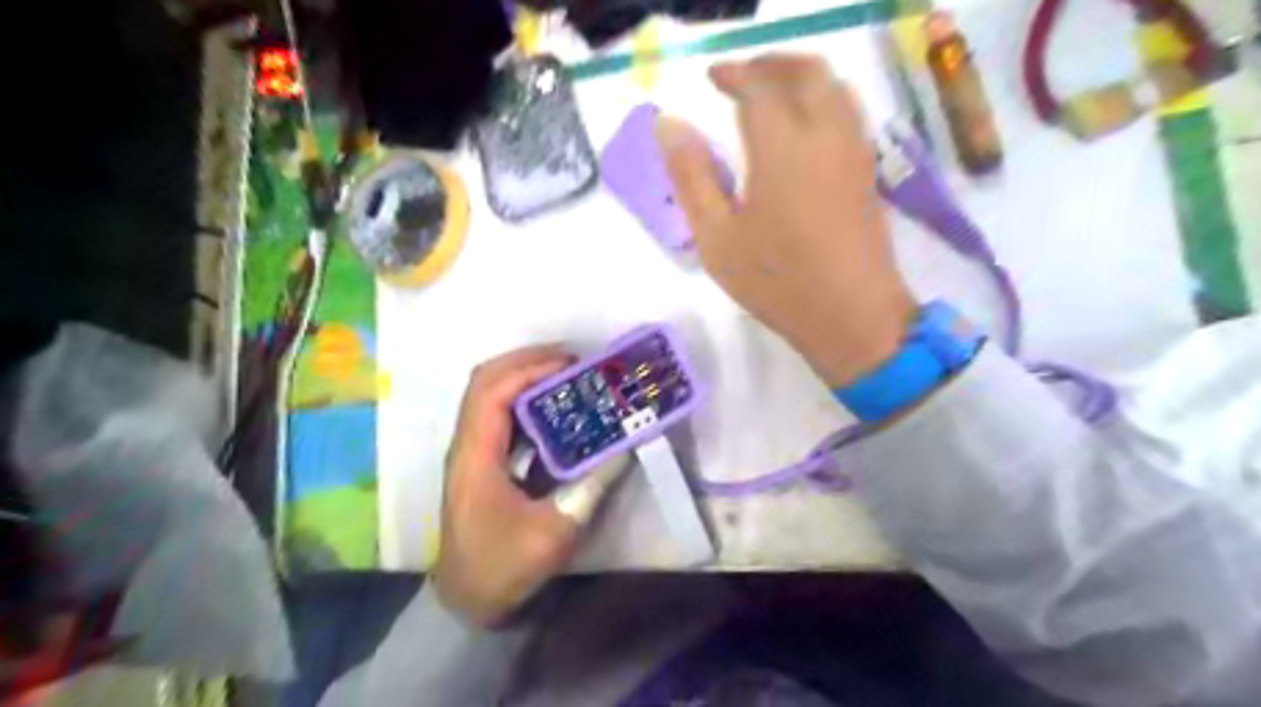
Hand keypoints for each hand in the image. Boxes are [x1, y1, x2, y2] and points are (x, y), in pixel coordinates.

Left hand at [435, 344, 625, 625]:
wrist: (467, 602)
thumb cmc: (502, 568)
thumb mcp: (553, 532)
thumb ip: (589, 487)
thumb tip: (624, 447)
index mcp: (475, 455)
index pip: (492, 391)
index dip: (529, 369)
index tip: (571, 364)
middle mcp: (469, 444)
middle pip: (486, 381)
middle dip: (527, 361)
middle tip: (573, 360)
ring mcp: (474, 451)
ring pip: (491, 394)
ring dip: (526, 376)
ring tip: (569, 375)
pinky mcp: (485, 462)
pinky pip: (501, 415)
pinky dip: (528, 400)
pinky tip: (558, 409)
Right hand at [656, 54, 911, 385]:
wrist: (851, 314)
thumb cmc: (776, 281)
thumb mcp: (716, 237)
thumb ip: (691, 176)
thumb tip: (667, 124)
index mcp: (781, 146)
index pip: (759, 85)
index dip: (734, 74)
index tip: (712, 78)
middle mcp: (825, 134)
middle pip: (806, 72)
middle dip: (771, 65)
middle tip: (741, 79)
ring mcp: (853, 151)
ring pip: (834, 87)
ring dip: (800, 78)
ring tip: (770, 96)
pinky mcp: (868, 171)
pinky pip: (849, 113)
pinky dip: (823, 100)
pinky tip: (803, 129)